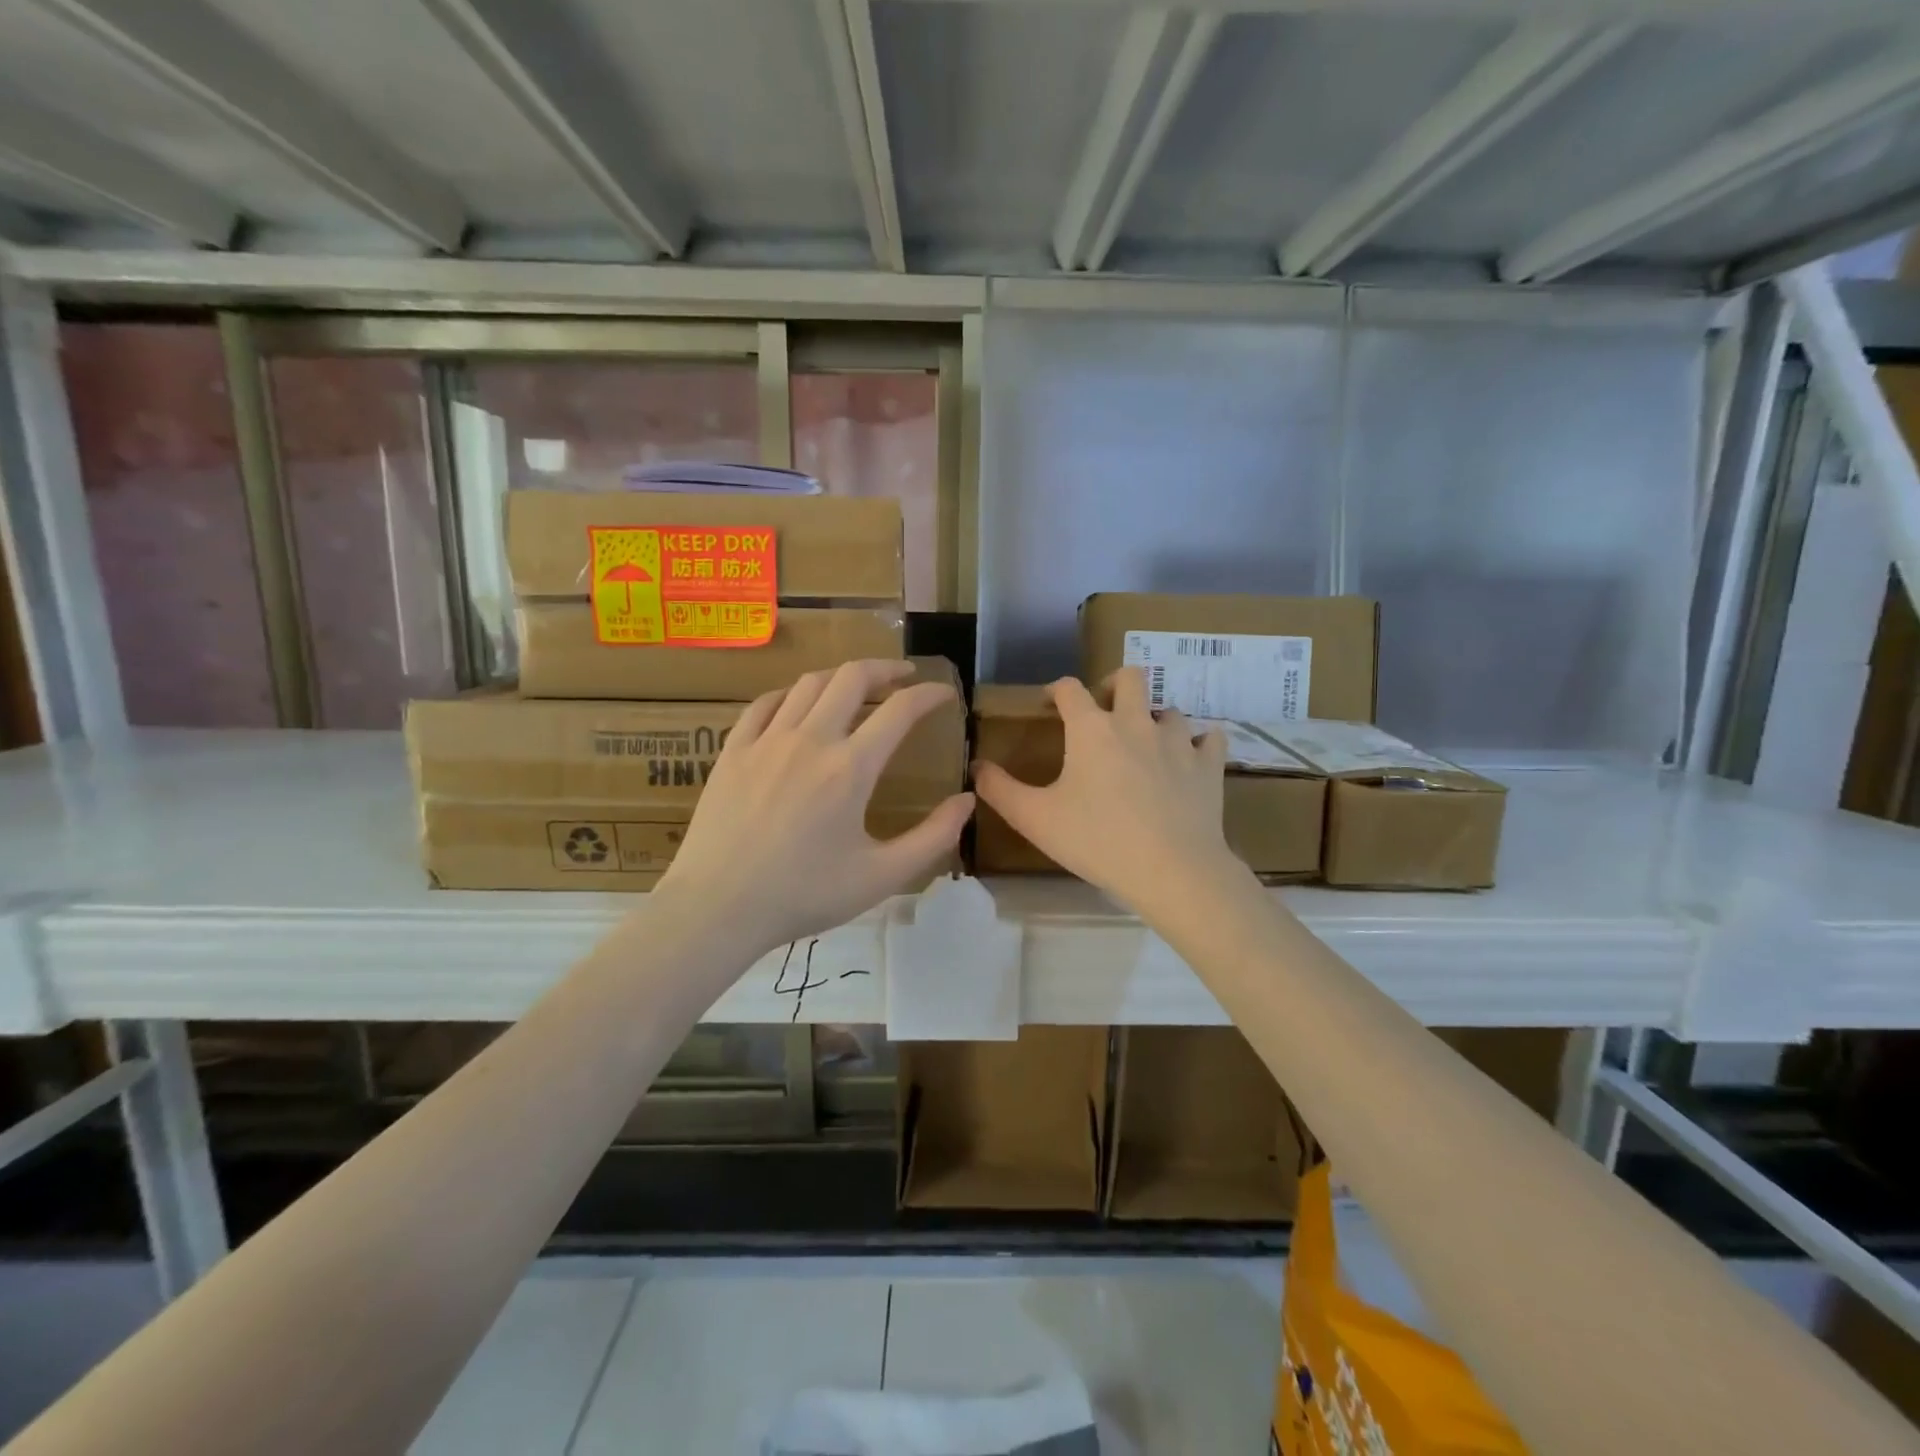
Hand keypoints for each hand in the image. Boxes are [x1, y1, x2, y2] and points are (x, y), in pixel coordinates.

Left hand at [654, 659, 973, 955]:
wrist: (717, 907)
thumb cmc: (803, 895)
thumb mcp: (882, 877)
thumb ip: (933, 837)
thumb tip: (967, 800)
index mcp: (851, 768)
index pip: (900, 710)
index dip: (929, 694)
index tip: (945, 694)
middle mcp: (810, 740)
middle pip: (852, 677)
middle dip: (885, 668)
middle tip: (903, 676)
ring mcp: (766, 740)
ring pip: (809, 683)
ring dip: (841, 677)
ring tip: (856, 688)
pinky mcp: (733, 750)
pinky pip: (765, 703)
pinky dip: (791, 694)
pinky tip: (798, 704)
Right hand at [973, 669, 1236, 916]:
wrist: (1172, 870)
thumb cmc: (1097, 841)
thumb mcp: (1035, 819)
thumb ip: (1000, 790)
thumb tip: (976, 766)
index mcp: (1092, 729)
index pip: (1069, 688)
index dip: (1055, 690)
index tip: (1048, 704)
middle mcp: (1136, 722)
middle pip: (1130, 677)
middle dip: (1114, 685)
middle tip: (1104, 711)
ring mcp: (1178, 741)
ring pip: (1170, 709)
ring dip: (1155, 719)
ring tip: (1145, 745)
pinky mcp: (1209, 765)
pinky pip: (1210, 739)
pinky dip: (1198, 744)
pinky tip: (1189, 759)